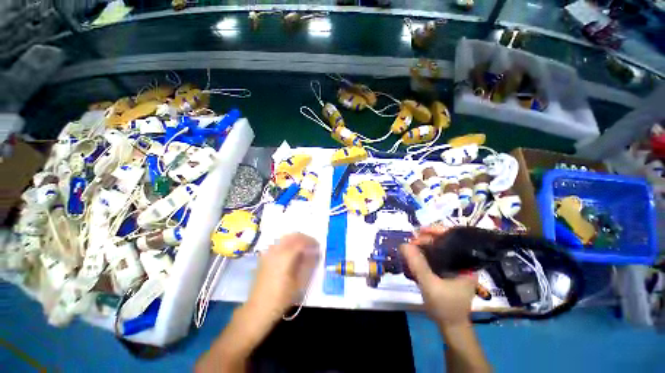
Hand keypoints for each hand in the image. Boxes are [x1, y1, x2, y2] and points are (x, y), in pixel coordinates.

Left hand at [247, 233, 319, 321]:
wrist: (258, 308)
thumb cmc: (282, 297)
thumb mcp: (299, 282)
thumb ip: (308, 264)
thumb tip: (315, 252)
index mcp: (285, 256)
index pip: (301, 241)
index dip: (311, 241)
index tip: (318, 246)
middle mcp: (276, 250)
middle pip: (293, 236)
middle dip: (304, 238)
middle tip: (312, 245)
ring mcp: (269, 252)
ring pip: (285, 238)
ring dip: (295, 239)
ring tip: (303, 248)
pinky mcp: (265, 257)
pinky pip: (278, 243)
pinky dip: (287, 243)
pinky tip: (291, 252)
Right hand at [401, 226, 477, 327]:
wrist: (450, 326)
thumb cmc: (445, 307)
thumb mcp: (430, 285)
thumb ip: (417, 265)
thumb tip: (404, 244)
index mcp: (466, 263)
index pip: (453, 238)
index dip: (436, 231)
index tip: (420, 231)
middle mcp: (462, 261)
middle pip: (444, 242)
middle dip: (426, 239)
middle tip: (411, 242)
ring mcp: (454, 266)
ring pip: (438, 249)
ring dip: (423, 246)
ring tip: (410, 246)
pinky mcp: (447, 271)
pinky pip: (434, 257)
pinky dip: (423, 254)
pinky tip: (414, 255)